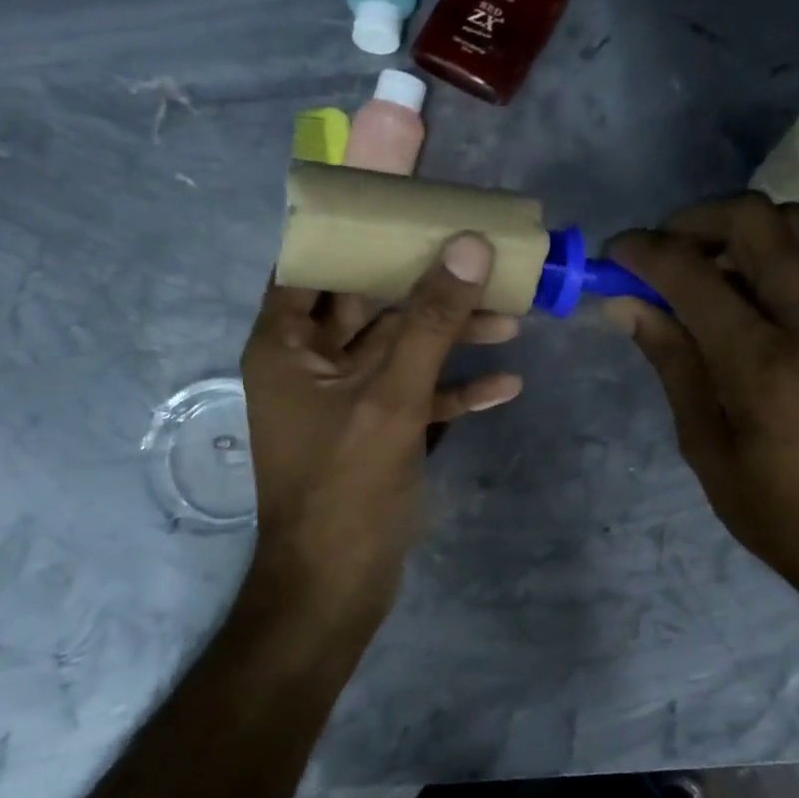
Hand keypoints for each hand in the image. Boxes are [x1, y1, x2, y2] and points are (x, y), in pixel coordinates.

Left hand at [239, 235, 523, 625]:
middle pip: (369, 302)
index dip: (355, 232)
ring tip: (513, 318)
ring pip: (400, 348)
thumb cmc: (345, 487)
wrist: (336, 589)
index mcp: (285, 344)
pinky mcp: (374, 431)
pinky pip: (415, 394)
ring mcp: (344, 399)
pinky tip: (505, 385)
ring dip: (451, 336)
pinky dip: (453, 388)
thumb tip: (468, 245)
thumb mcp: (391, 397)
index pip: (312, 263)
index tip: (407, 207)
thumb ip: (430, 320)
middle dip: (427, 285)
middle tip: (480, 256)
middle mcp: (310, 363)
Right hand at [606, 194, 798, 602]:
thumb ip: (671, 360)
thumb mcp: (704, 444)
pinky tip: (749, 287)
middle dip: (694, 218)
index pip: (693, 273)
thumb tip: (625, 303)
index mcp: (762, 363)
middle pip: (755, 219)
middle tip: (663, 251)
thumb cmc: (773, 508)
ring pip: (795, 224)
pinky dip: (776, 249)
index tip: (615, 254)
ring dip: (739, 228)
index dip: (645, 251)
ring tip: (705, 265)